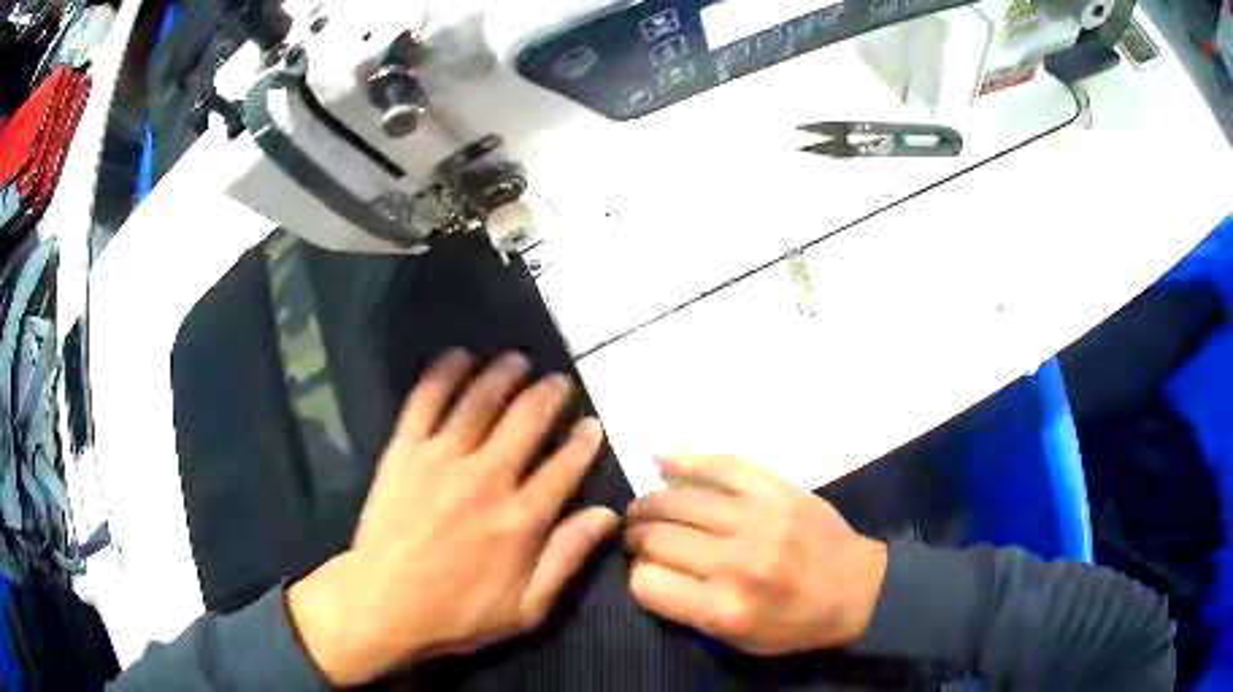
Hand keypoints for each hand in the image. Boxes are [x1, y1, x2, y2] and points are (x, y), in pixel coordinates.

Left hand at [288, 350, 618, 685]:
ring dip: (502, 376)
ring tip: (517, 361)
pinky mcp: (404, 452)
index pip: (564, 467)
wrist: (381, 605)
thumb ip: (568, 557)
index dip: (583, 442)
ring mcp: (441, 460)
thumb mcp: (527, 608)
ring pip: (480, 402)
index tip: (592, 424)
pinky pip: (425, 402)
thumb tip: (608, 515)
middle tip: (558, 381)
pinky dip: (443, 375)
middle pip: (526, 421)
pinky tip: (457, 357)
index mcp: (520, 519)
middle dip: (548, 396)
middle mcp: (486, 479)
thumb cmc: (457, 614)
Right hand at [625, 454, 887, 655]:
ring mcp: (759, 519)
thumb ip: (688, 611)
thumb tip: (647, 570)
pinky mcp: (777, 489)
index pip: (648, 583)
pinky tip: (661, 457)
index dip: (638, 577)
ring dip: (651, 502)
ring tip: (644, 507)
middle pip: (659, 538)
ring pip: (680, 500)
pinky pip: (722, 466)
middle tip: (636, 535)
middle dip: (637, 536)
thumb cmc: (796, 624)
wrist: (858, 588)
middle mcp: (737, 562)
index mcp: (726, 608)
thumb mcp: (739, 641)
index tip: (646, 572)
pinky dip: (686, 459)